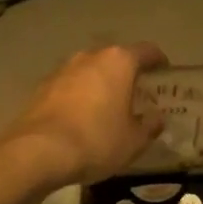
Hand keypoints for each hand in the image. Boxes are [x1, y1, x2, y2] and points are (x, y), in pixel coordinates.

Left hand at [2, 43, 167, 186]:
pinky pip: (70, 85)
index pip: (147, 51)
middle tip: (138, 94)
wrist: (38, 152)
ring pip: (90, 70)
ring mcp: (63, 69)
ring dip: (101, 83)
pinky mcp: (42, 86)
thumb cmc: (96, 140)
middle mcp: (90, 56)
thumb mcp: (134, 141)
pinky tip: (82, 117)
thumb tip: (157, 118)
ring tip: (108, 106)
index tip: (165, 73)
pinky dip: (80, 95)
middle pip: (116, 58)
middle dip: (127, 73)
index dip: (159, 61)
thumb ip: (149, 126)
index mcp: (118, 61)